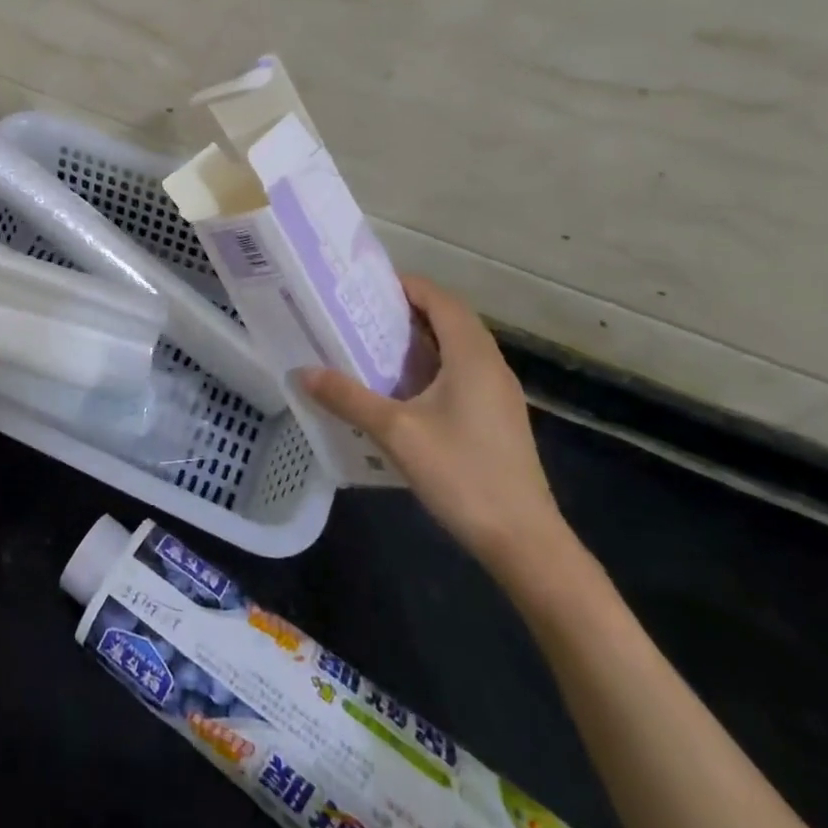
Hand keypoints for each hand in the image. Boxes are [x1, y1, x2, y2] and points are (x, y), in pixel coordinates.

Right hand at [299, 276, 572, 580]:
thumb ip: (348, 398)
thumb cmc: (462, 474)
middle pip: (449, 320)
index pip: (440, 299)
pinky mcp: (496, 419)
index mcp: (472, 356)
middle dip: (407, 311)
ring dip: (419, 340)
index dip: (406, 285)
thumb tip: (303, 372)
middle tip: (360, 314)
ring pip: (456, 349)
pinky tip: (400, 390)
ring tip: (372, 345)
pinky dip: (430, 367)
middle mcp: (490, 365)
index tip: (364, 286)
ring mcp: (498, 394)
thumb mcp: (396, 433)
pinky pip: (461, 374)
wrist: (524, 541)